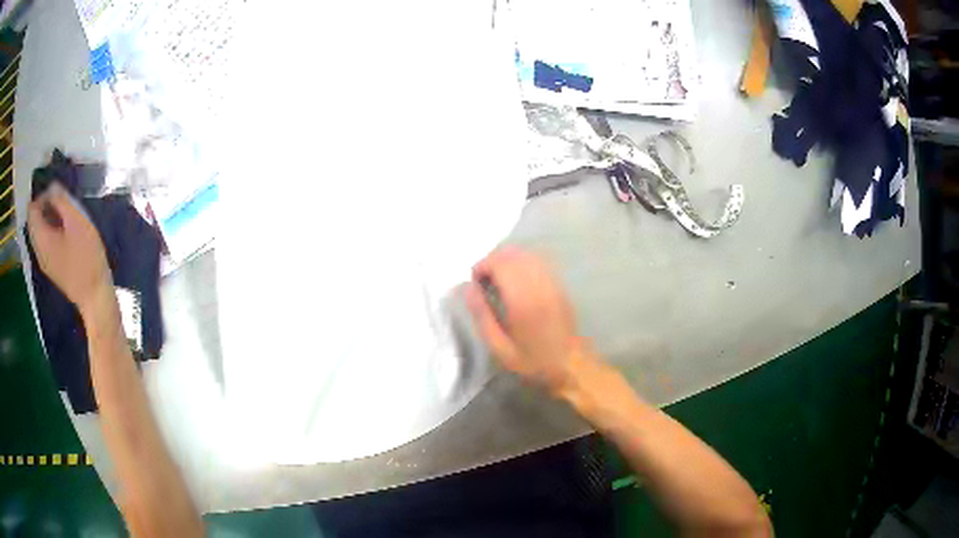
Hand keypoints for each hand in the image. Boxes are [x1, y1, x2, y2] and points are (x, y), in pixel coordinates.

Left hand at [28, 182, 112, 315]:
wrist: (95, 297)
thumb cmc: (86, 257)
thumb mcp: (76, 221)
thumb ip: (61, 201)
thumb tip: (52, 187)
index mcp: (41, 239)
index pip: (31, 209)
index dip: (41, 194)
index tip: (56, 191)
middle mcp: (38, 250)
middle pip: (34, 220)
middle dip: (45, 205)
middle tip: (62, 199)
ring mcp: (45, 261)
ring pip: (40, 231)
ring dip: (49, 218)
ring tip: (66, 213)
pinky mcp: (52, 267)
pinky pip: (46, 242)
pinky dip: (52, 230)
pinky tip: (66, 230)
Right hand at [464, 247, 591, 395]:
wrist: (571, 363)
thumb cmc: (533, 360)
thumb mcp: (500, 348)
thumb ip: (482, 316)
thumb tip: (468, 289)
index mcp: (522, 300)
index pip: (499, 264)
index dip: (482, 266)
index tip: (475, 283)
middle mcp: (538, 284)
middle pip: (511, 254)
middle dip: (492, 261)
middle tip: (484, 281)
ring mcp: (551, 281)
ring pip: (525, 254)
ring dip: (507, 260)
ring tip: (498, 280)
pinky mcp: (558, 284)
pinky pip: (537, 261)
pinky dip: (522, 263)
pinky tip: (516, 280)